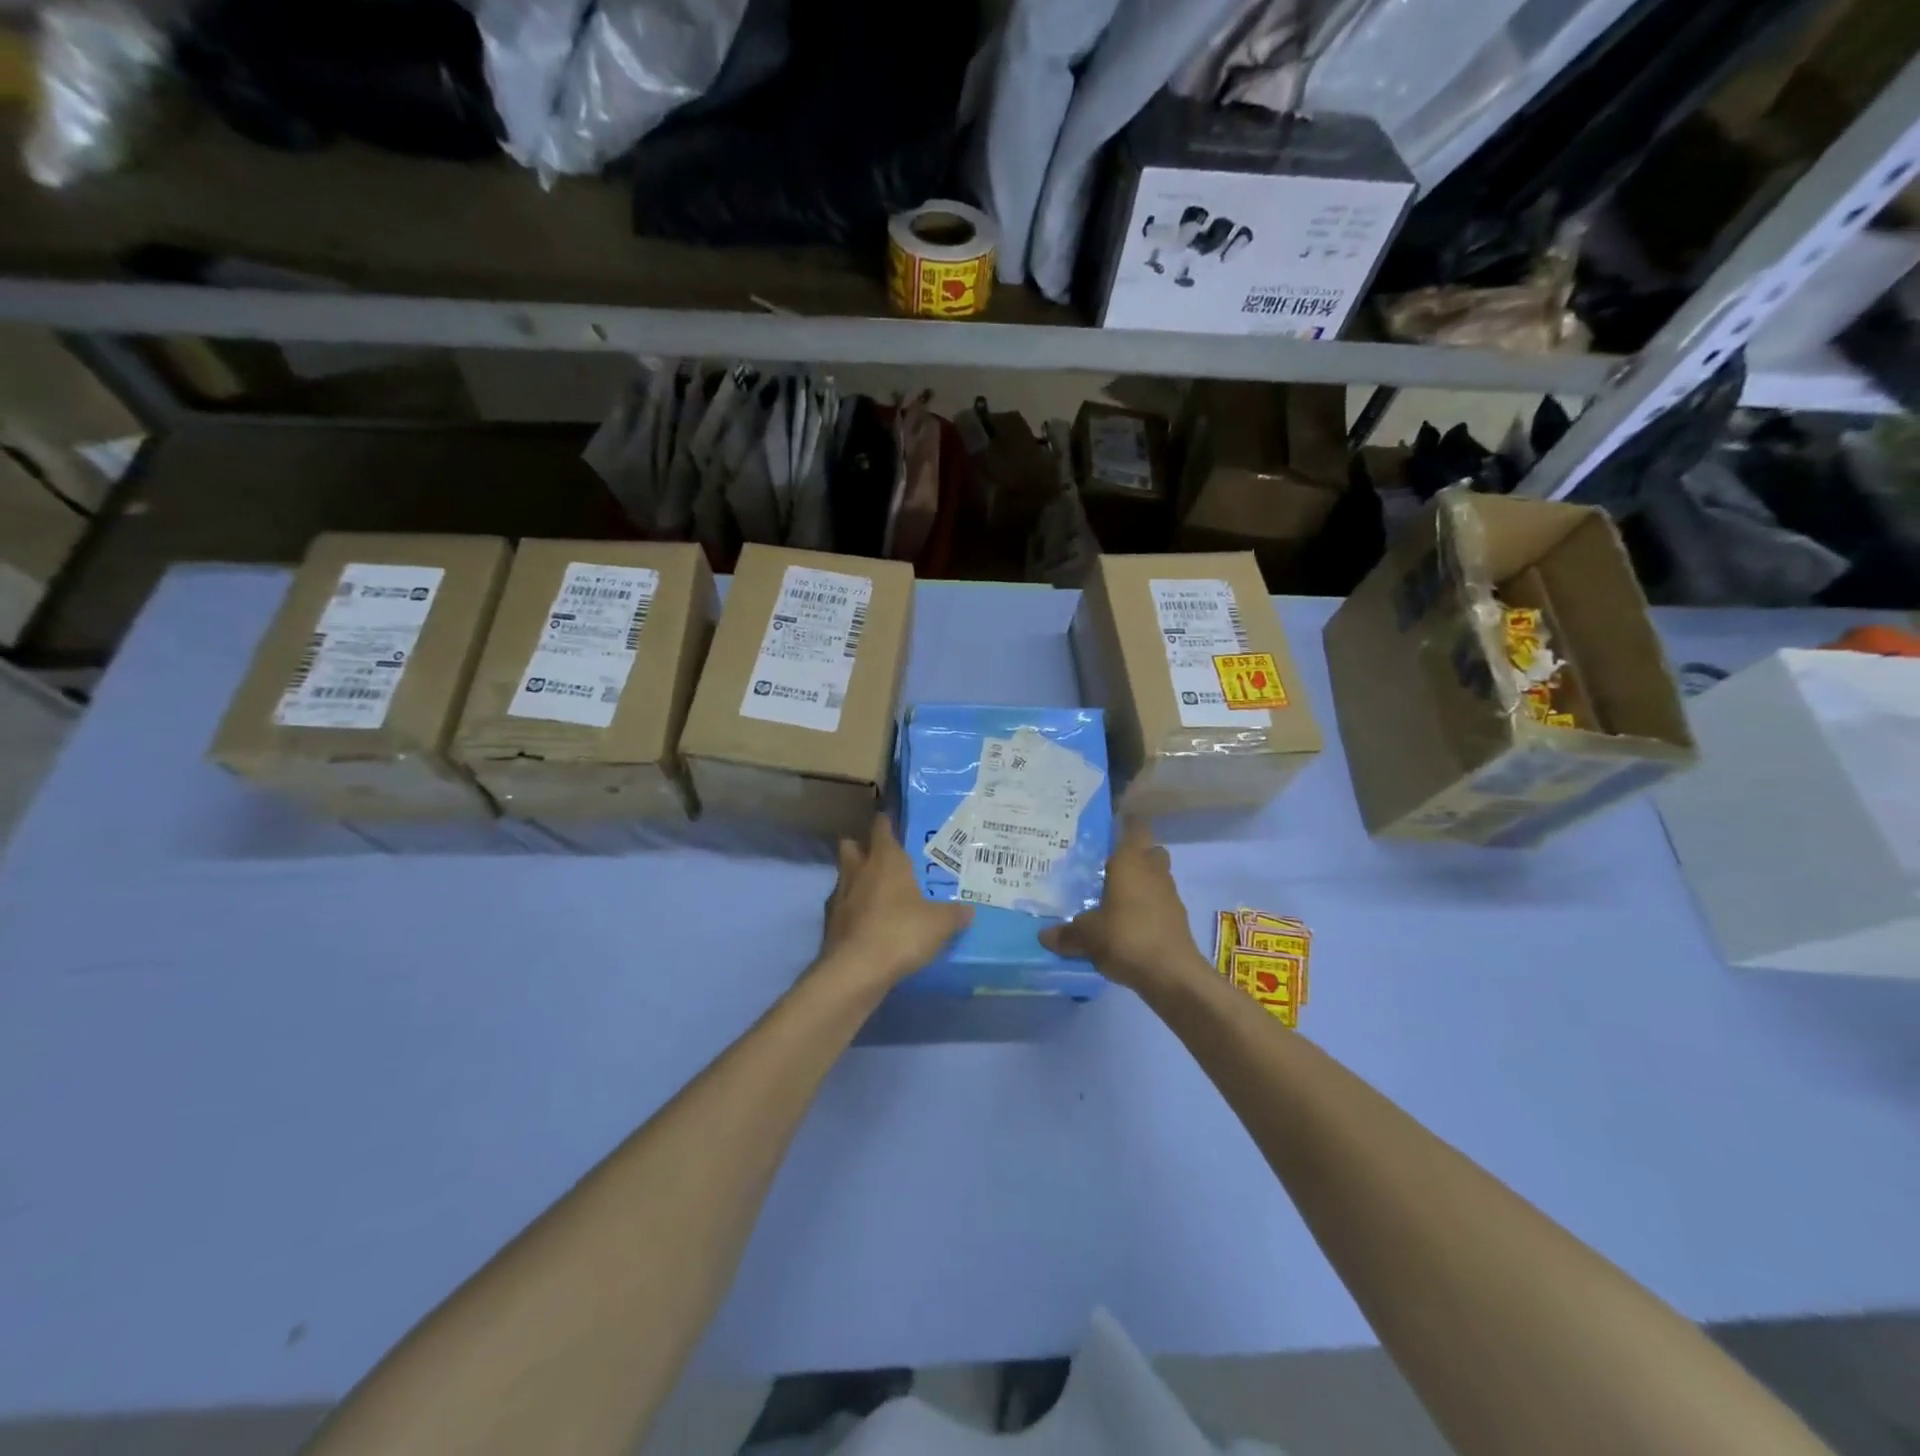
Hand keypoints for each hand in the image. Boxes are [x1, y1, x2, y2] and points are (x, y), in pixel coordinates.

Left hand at [820, 816, 971, 987]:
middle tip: (880, 856)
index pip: (881, 827)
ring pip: (844, 876)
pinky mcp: (829, 924)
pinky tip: (866, 923)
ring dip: (856, 879)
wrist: (856, 971)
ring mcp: (839, 896)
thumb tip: (969, 911)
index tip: (891, 820)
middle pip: (851, 845)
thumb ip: (954, 914)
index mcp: (885, 859)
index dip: (886, 822)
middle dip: (862, 846)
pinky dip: (851, 910)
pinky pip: (841, 907)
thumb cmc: (901, 932)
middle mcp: (858, 870)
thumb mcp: (940, 924)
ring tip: (875, 892)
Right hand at [1040, 819, 1207, 994]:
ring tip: (1114, 897)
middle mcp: (1153, 871)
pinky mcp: (1177, 919)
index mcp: (1131, 862)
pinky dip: (1147, 907)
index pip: (1134, 828)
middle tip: (1108, 866)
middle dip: (1134, 855)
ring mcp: (1169, 895)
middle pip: (1150, 851)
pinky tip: (1128, 923)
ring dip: (1141, 882)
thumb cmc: (1126, 937)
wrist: (1172, 974)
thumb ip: (1066, 933)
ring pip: (1157, 877)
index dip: (1126, 823)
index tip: (1110, 826)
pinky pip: (1160, 902)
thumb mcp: (1087, 936)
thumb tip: (1043, 935)